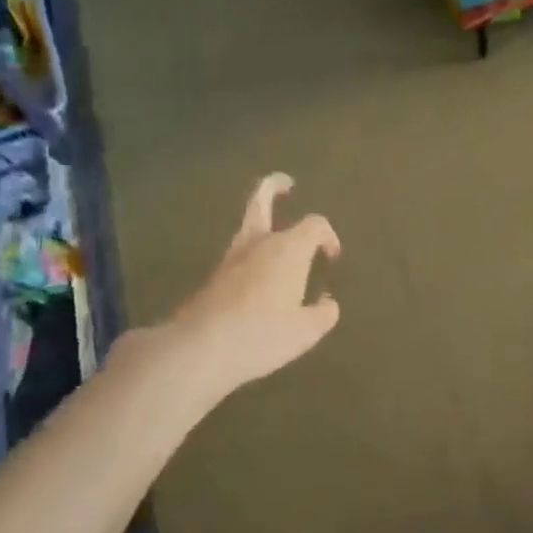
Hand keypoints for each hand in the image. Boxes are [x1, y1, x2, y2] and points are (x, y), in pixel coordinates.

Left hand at [166, 174, 340, 397]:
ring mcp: (231, 259)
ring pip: (247, 227)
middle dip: (274, 187)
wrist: (201, 348)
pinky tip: (261, 278)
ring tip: (276, 235)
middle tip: (286, 184)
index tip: (332, 257)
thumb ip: (323, 313)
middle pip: (262, 200)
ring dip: (262, 223)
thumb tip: (328, 302)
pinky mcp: (213, 278)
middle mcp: (258, 244)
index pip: (315, 224)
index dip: (328, 236)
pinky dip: (252, 255)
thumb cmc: (262, 334)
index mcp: (288, 249)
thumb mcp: (306, 331)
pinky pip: (239, 255)